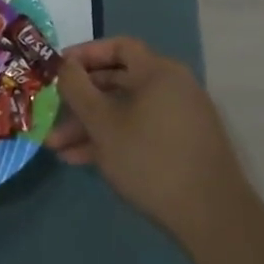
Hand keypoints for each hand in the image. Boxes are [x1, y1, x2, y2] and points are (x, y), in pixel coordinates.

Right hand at [45, 38, 256, 246]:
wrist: (212, 217)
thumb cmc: (150, 160)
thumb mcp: (102, 123)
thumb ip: (77, 89)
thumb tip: (65, 66)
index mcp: (158, 72)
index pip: (118, 47)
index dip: (84, 54)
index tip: (57, 70)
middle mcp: (173, 87)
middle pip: (118, 81)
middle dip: (81, 99)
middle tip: (51, 112)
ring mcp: (180, 118)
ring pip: (125, 110)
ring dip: (90, 125)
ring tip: (56, 147)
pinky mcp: (182, 145)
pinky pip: (139, 130)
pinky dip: (112, 139)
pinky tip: (81, 160)